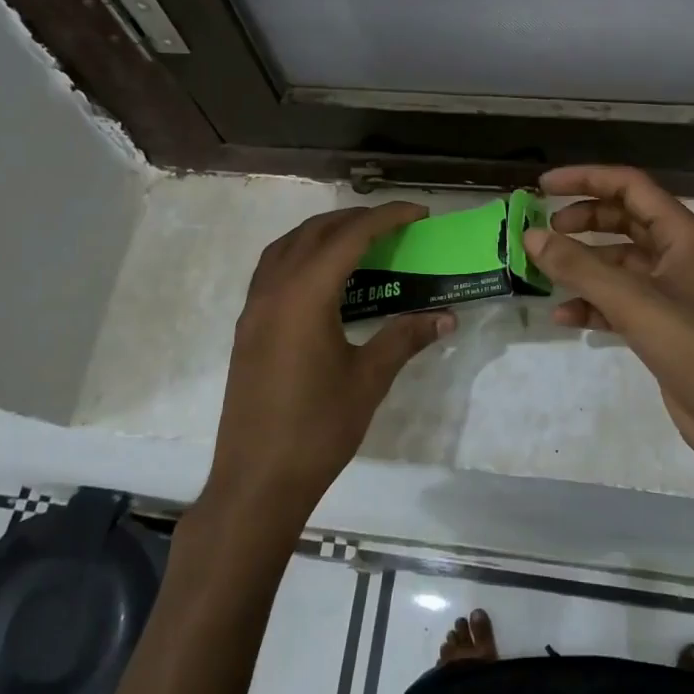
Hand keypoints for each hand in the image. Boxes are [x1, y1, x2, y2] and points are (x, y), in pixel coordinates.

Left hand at [209, 203, 454, 527]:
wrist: (257, 481)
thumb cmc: (318, 428)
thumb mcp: (369, 379)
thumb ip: (405, 338)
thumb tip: (446, 317)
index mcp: (305, 295)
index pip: (351, 236)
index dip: (387, 217)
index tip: (419, 213)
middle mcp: (274, 289)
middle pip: (315, 232)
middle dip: (356, 219)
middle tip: (394, 225)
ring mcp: (254, 308)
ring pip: (287, 246)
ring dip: (323, 233)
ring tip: (358, 241)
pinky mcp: (247, 327)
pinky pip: (272, 269)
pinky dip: (300, 255)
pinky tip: (322, 278)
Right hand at [525, 165, 693, 475]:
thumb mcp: (633, 301)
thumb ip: (580, 267)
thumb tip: (531, 236)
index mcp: (681, 234)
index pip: (630, 186)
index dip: (586, 179)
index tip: (544, 186)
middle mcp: (676, 255)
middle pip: (623, 220)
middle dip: (583, 220)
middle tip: (544, 230)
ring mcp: (669, 291)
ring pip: (618, 263)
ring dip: (583, 264)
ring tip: (544, 271)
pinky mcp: (661, 325)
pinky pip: (619, 301)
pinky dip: (592, 303)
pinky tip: (564, 315)